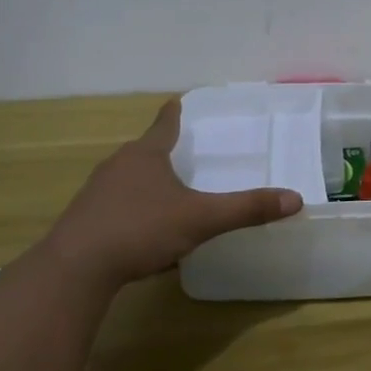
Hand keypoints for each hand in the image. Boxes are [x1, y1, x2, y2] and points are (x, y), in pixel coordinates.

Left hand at [42, 101, 302, 288]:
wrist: (75, 269)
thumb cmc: (140, 229)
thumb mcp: (201, 219)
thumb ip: (246, 209)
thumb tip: (295, 199)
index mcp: (146, 155)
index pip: (164, 124)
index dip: (174, 113)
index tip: (177, 102)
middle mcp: (118, 165)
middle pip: (144, 150)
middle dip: (162, 150)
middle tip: (183, 153)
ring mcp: (96, 192)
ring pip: (127, 178)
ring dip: (145, 181)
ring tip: (165, 192)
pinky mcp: (84, 220)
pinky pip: (114, 205)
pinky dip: (130, 209)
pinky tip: (140, 231)